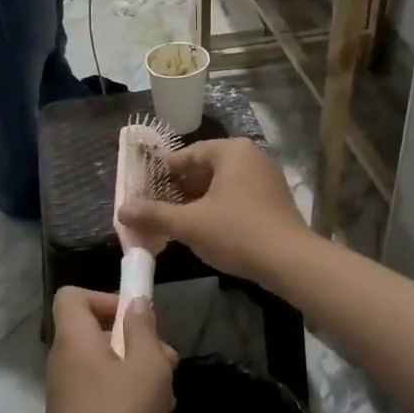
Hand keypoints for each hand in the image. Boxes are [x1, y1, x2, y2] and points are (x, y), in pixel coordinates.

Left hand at [42, 289, 177, 412]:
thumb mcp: (147, 366)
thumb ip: (144, 330)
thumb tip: (136, 304)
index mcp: (76, 339)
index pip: (73, 296)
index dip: (104, 298)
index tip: (135, 319)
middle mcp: (66, 360)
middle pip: (101, 333)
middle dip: (139, 346)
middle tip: (167, 366)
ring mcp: (69, 392)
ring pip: (109, 368)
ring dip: (141, 379)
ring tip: (167, 403)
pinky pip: (106, 397)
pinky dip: (130, 405)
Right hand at [117, 138, 310, 279]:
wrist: (291, 262)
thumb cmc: (237, 232)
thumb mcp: (189, 224)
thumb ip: (154, 214)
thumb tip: (122, 209)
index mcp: (232, 150)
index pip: (188, 154)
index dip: (165, 173)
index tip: (147, 191)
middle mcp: (252, 156)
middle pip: (206, 168)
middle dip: (181, 189)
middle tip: (158, 208)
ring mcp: (267, 177)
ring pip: (222, 184)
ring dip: (199, 200)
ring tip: (178, 221)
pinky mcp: (275, 199)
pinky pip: (238, 196)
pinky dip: (220, 208)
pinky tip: (207, 229)